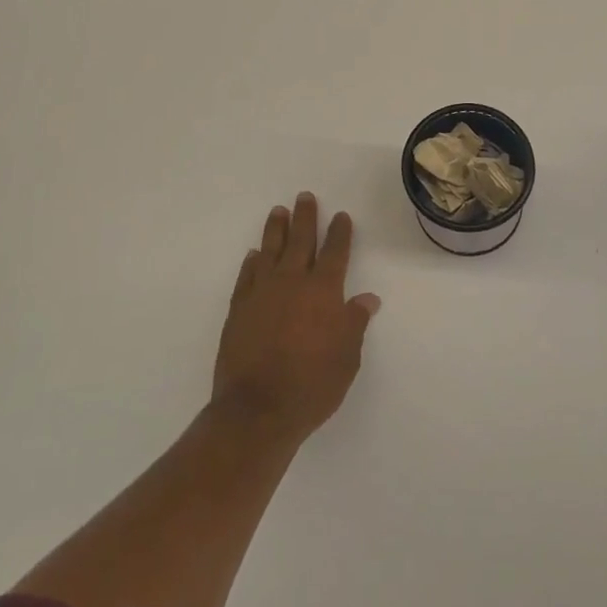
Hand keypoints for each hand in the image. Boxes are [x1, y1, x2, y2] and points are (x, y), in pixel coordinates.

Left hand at [212, 193, 381, 441]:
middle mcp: (293, 283)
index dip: (339, 233)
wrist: (257, 408)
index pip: (335, 253)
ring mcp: (262, 293)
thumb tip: (367, 299)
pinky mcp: (239, 309)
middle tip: (305, 197)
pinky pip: (247, 276)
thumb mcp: (347, 358)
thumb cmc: (312, 385)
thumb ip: (355, 323)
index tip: (341, 216)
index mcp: (324, 292)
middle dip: (305, 218)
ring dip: (276, 230)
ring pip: (270, 251)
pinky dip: (252, 262)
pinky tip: (254, 255)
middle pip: (301, 241)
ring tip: (278, 211)